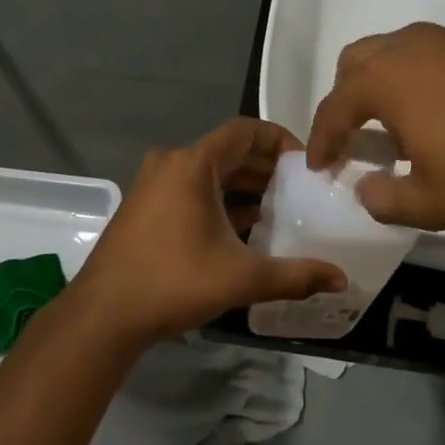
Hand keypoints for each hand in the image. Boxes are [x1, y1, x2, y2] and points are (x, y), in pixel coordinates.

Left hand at [75, 118, 346, 342]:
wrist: (103, 315)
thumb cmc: (173, 282)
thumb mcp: (241, 278)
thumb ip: (295, 276)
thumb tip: (341, 280)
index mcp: (192, 164)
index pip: (244, 130)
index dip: (278, 139)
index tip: (305, 162)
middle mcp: (171, 163)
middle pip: (227, 150)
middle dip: (265, 166)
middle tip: (299, 188)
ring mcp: (154, 184)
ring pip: (209, 172)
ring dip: (243, 185)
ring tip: (278, 207)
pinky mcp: (146, 206)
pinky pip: (191, 189)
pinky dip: (219, 199)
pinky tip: (244, 226)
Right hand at [305, 22, 444, 232]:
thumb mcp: (428, 202)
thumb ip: (383, 199)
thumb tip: (366, 188)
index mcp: (384, 78)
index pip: (334, 107)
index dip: (321, 139)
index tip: (318, 166)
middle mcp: (409, 47)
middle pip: (356, 63)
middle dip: (345, 98)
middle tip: (352, 136)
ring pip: (395, 53)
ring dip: (383, 86)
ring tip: (399, 128)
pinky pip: (431, 57)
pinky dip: (418, 81)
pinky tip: (443, 116)